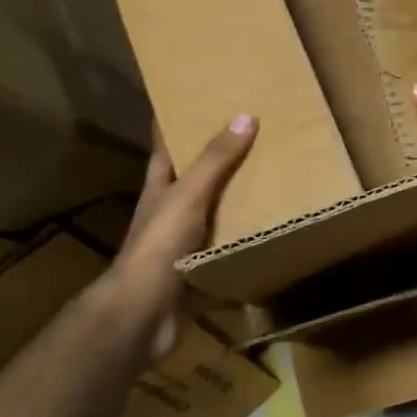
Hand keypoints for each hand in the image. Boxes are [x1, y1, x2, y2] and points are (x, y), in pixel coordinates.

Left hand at [106, 115, 256, 361]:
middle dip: (220, 161)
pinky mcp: (199, 275)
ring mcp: (183, 246)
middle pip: (195, 180)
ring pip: (214, 217)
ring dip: (238, 204)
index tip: (197, 99)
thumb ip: (215, 160)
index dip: (177, 122)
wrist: (142, 317)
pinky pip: (228, 256)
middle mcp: (170, 214)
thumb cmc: (158, 247)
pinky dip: (246, 248)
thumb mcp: (188, 196)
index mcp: (160, 188)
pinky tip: (273, 237)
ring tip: (274, 181)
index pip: (166, 146)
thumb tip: (244, 116)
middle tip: (254, 136)